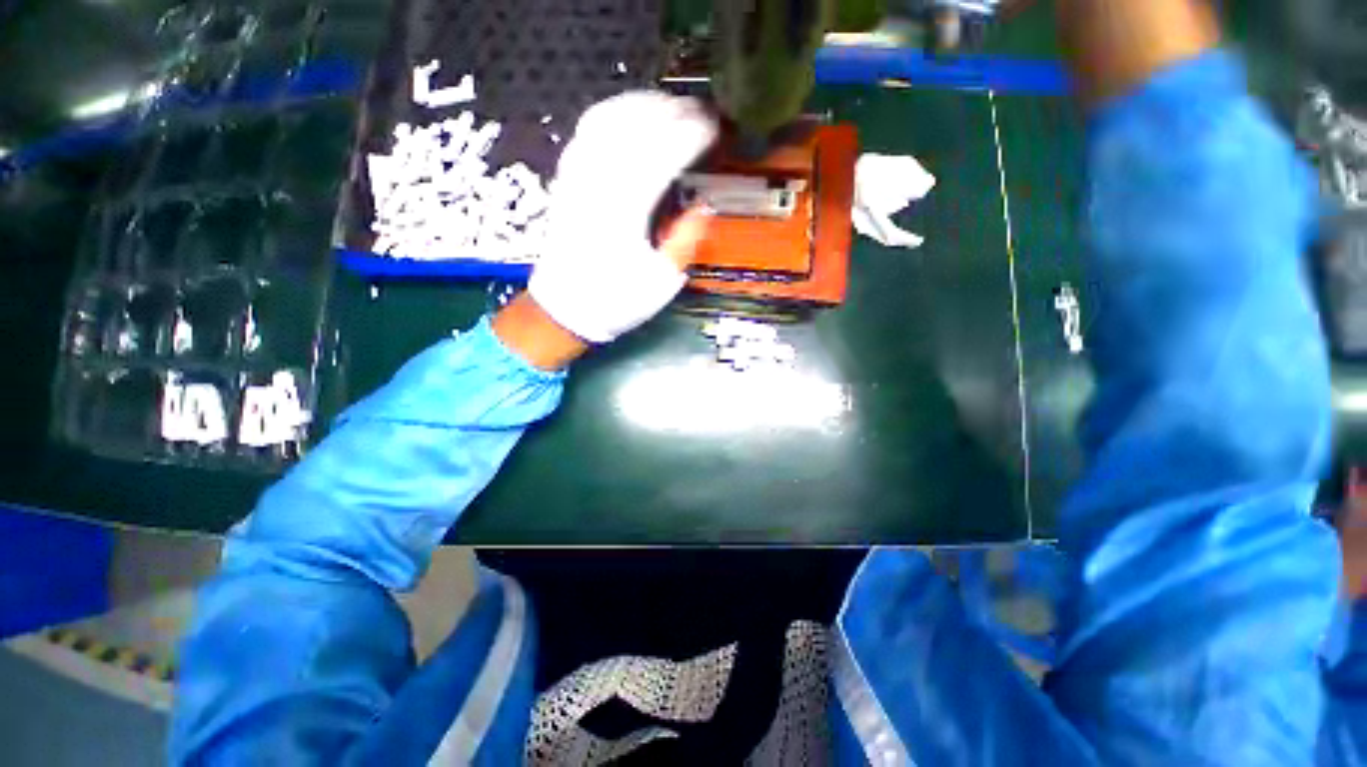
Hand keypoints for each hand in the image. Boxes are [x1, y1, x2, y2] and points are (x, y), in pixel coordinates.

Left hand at [526, 92, 717, 345]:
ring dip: (643, 104)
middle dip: (673, 112)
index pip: (663, 155)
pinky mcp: (565, 177)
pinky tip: (630, 113)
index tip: (714, 129)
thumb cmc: (616, 301)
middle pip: (636, 128)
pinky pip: (587, 130)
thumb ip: (684, 241)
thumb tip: (705, 206)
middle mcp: (599, 184)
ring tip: (670, 105)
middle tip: (700, 112)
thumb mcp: (660, 282)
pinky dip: (613, 112)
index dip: (691, 135)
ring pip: (609, 119)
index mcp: (626, 213)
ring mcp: (577, 176)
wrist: (565, 307)